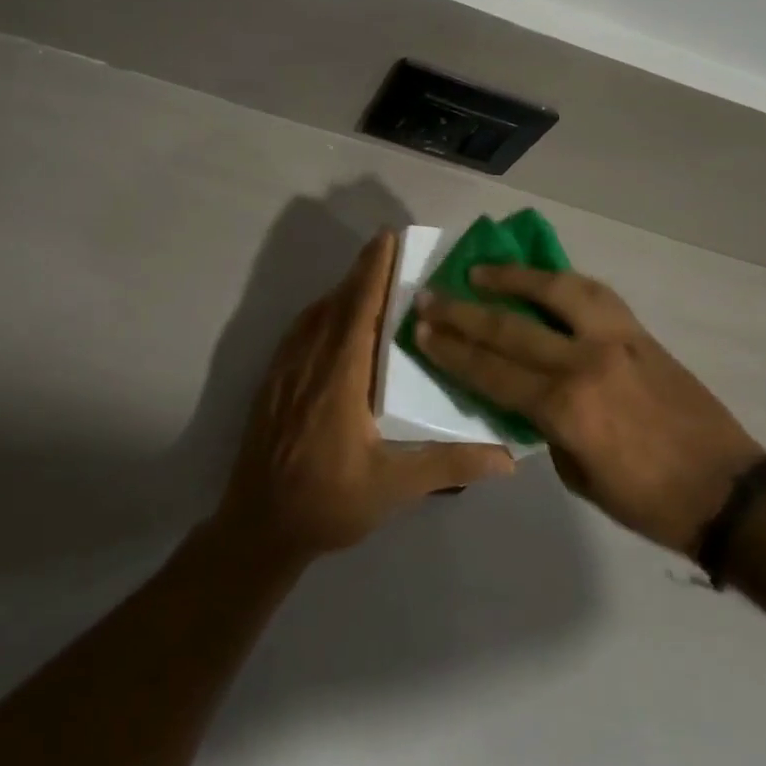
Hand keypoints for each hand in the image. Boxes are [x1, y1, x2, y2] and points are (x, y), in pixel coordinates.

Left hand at [213, 229, 515, 565]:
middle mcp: (310, 361)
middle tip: (391, 251)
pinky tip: (335, 322)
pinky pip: (300, 332)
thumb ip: (449, 464)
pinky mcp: (273, 383)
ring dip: (343, 291)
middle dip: (363, 272)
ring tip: (370, 281)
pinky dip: (322, 313)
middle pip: (337, 302)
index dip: (373, 270)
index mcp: (340, 376)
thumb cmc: (327, 503)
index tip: (388, 237)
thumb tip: (508, 457)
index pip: (359, 308)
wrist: (257, 528)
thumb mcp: (392, 487)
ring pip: (315, 315)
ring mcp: (285, 370)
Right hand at [413, 267, 765, 556]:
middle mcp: (585, 363)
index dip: (452, 350)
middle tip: (429, 295)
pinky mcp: (640, 333)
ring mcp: (616, 340)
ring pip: (555, 291)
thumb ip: (545, 428)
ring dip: (512, 278)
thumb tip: (525, 395)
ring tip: (479, 270)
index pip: (492, 371)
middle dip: (462, 312)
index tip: (421, 330)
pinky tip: (542, 278)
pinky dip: (561, 281)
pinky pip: (593, 294)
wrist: (726, 490)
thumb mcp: (578, 476)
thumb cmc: (647, 500)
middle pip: (510, 328)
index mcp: (565, 408)